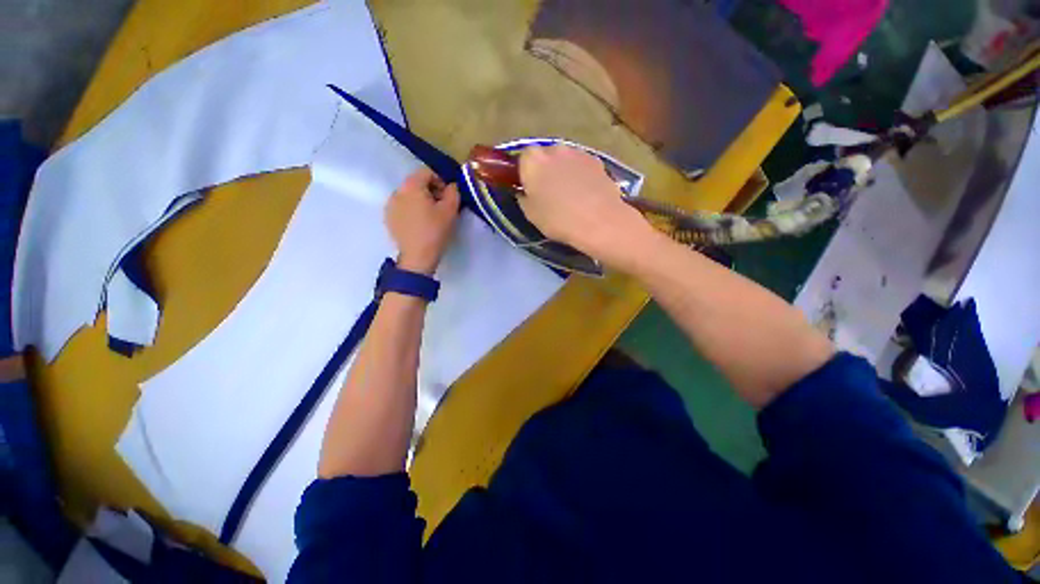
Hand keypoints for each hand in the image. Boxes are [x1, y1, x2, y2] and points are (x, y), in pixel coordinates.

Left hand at [385, 168, 460, 274]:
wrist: (417, 257)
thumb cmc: (435, 231)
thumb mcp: (451, 210)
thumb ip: (454, 192)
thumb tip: (452, 186)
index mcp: (411, 186)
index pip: (427, 172)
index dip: (441, 181)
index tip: (449, 196)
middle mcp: (397, 191)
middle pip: (416, 183)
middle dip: (431, 191)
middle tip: (442, 207)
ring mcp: (390, 205)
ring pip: (409, 195)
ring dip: (421, 201)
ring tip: (431, 217)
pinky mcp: (388, 218)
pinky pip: (402, 207)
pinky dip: (412, 210)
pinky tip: (419, 224)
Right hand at [518, 145, 658, 271]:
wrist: (598, 221)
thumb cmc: (557, 219)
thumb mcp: (530, 214)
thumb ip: (523, 197)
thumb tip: (525, 192)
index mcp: (533, 159)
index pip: (522, 159)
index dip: (525, 174)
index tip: (528, 189)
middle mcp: (555, 149)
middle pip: (545, 156)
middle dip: (545, 170)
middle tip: (548, 192)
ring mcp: (578, 152)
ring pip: (565, 160)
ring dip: (564, 172)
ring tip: (569, 195)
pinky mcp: (597, 161)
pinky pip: (582, 166)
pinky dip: (580, 176)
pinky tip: (585, 195)